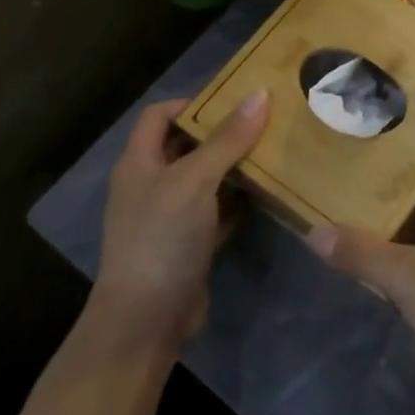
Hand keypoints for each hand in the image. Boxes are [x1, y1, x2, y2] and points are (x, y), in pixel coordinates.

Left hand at [93, 90, 269, 354]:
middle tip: (266, 122)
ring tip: (275, 151)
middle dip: (223, 133)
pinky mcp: (190, 243)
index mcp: (139, 162)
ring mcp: (170, 217)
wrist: (146, 320)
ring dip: (235, 166)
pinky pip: (217, 211)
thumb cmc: (161, 239)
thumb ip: (227, 140)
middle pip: (186, 145)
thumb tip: (261, 94)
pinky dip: (239, 201)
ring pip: (206, 179)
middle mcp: (151, 184)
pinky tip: (268, 194)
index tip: (236, 100)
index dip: (193, 103)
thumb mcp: (195, 181)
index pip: (160, 115)